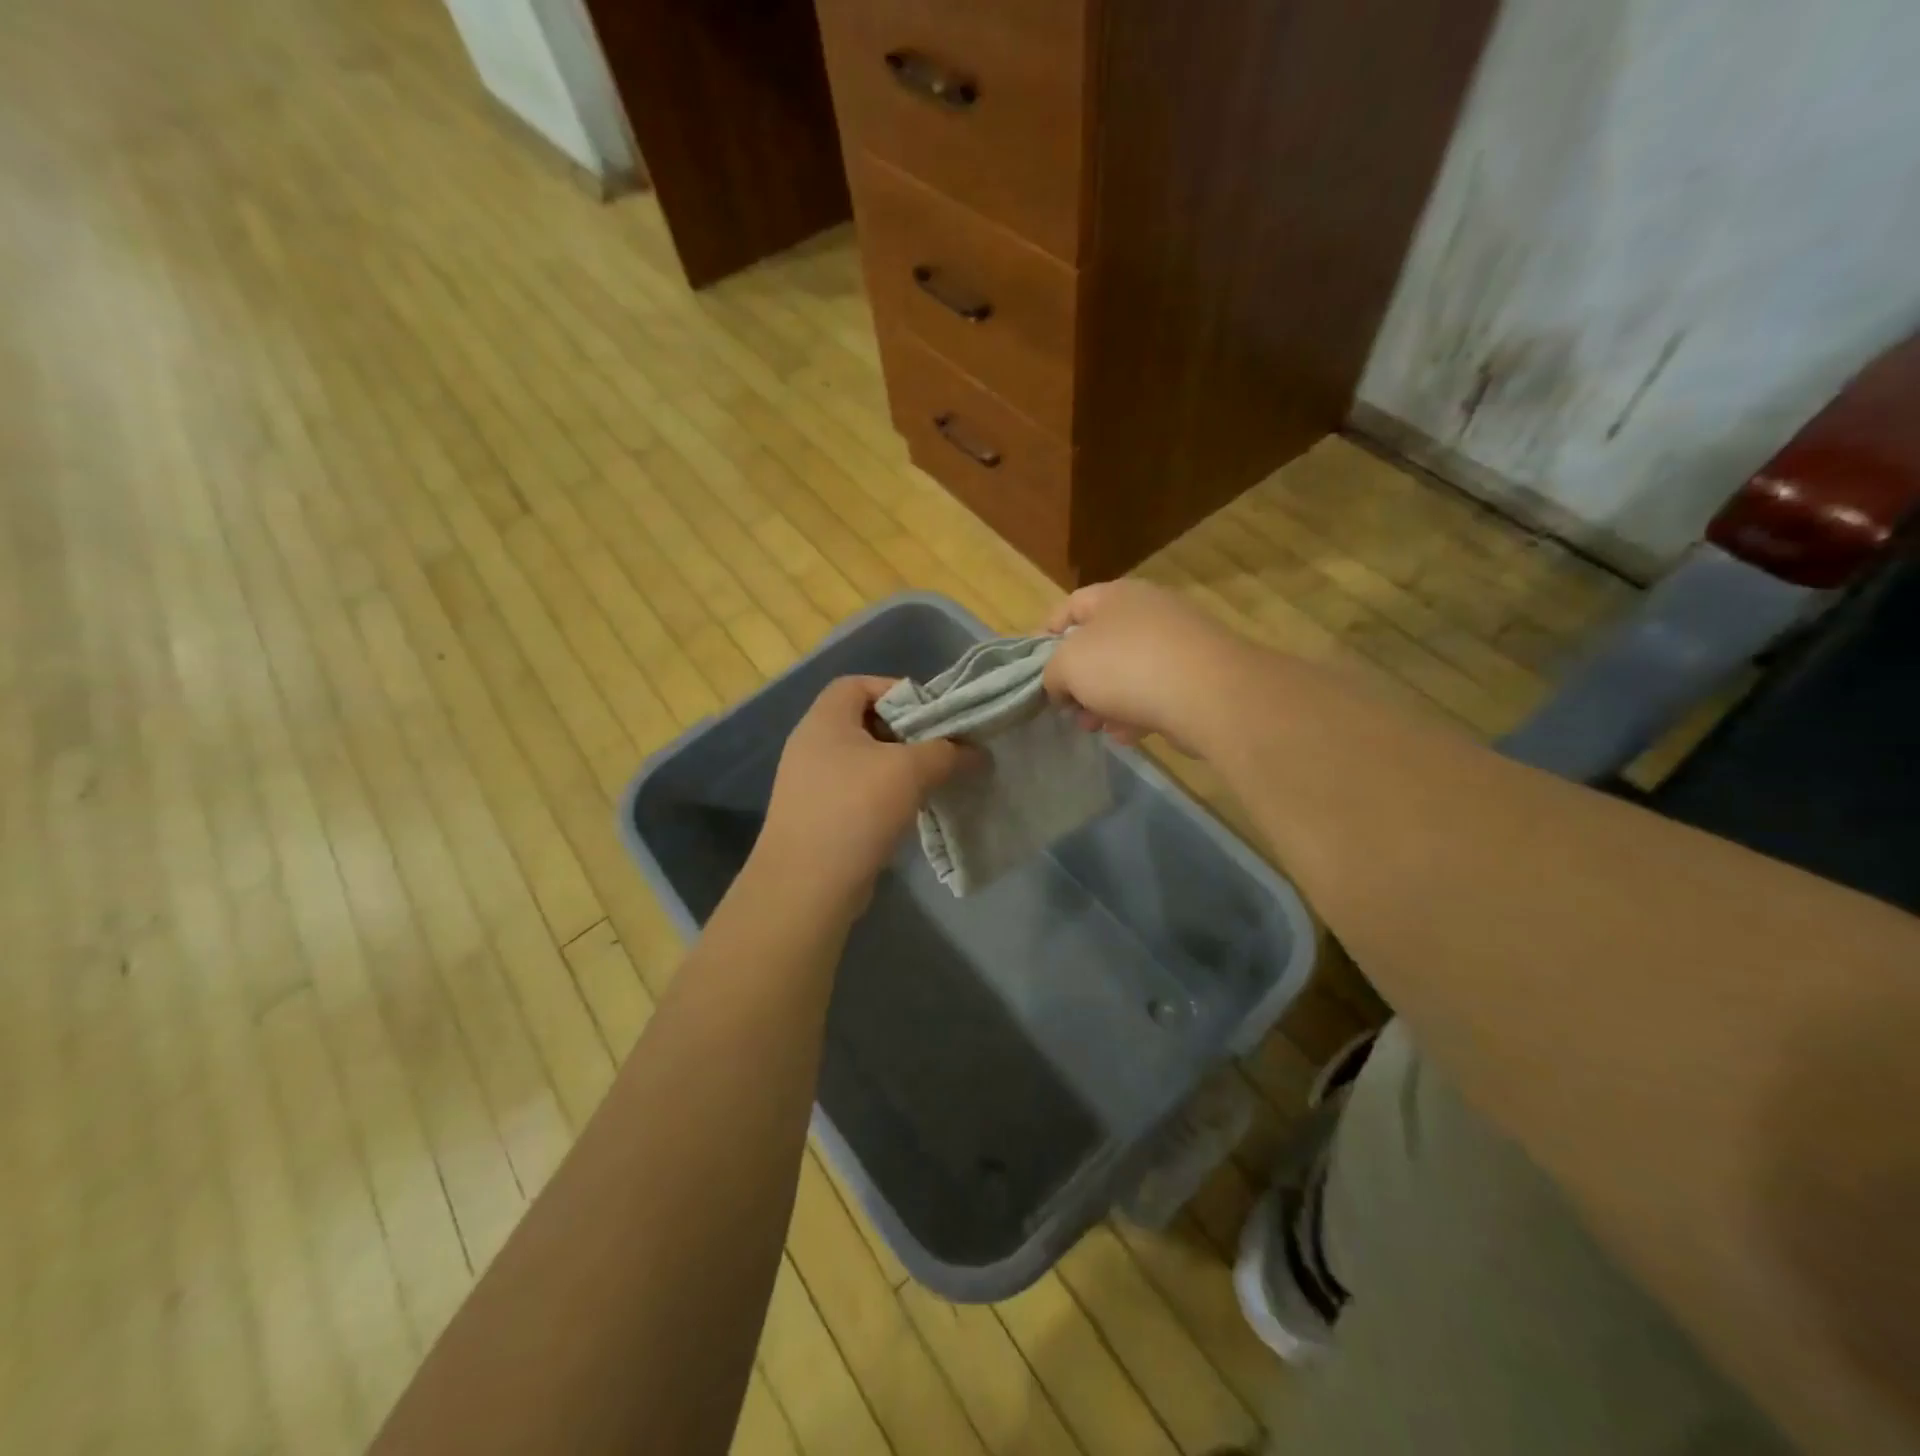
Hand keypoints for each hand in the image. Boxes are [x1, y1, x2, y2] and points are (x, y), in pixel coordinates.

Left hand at [757, 676, 970, 899]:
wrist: (808, 884)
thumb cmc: (856, 809)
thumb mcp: (910, 771)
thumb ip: (947, 752)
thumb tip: (977, 752)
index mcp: (825, 721)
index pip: (858, 684)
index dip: (896, 690)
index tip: (931, 713)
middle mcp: (811, 745)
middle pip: (864, 722)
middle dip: (905, 733)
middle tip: (939, 748)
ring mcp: (810, 784)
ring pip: (863, 761)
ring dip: (898, 768)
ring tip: (931, 781)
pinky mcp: (817, 817)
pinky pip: (856, 792)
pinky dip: (883, 795)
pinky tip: (908, 812)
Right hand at [1042, 580, 1253, 748]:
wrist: (1210, 694)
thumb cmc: (1127, 667)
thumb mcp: (1068, 665)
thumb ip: (1051, 672)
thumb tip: (1060, 684)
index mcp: (1115, 595)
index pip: (1069, 606)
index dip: (1045, 636)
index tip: (1034, 671)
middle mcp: (1149, 610)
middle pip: (1099, 643)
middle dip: (1079, 680)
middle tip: (1069, 709)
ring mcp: (1178, 642)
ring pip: (1127, 672)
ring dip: (1106, 701)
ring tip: (1097, 728)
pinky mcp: (1200, 674)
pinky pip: (1156, 691)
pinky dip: (1138, 711)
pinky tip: (1130, 735)